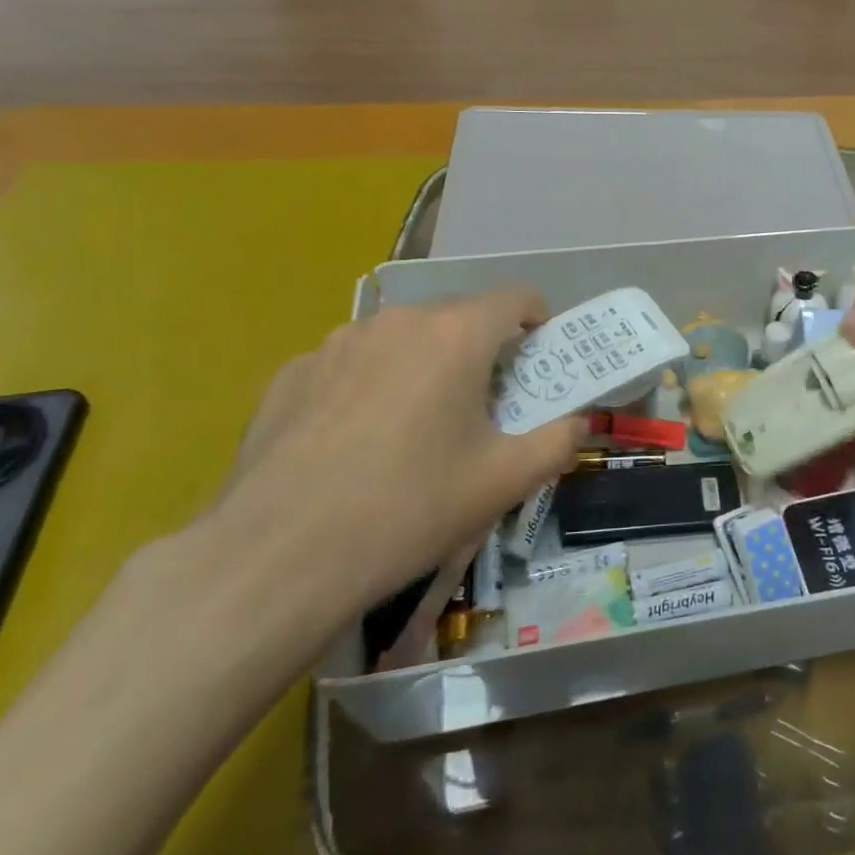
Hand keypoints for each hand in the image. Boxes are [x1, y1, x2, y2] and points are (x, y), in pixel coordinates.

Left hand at [199, 288, 585, 635]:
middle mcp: (398, 321)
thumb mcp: (504, 482)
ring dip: (423, 365)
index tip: (538, 359)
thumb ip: (558, 441)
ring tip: (413, 429)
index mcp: (455, 335)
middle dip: (481, 351)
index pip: (515, 297)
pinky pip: (352, 364)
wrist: (277, 557)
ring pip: (402, 339)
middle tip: (482, 408)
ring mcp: (337, 342)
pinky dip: (370, 386)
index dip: (537, 320)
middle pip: (458, 317)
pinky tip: (355, 444)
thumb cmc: (409, 509)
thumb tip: (577, 422)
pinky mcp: (293, 372)